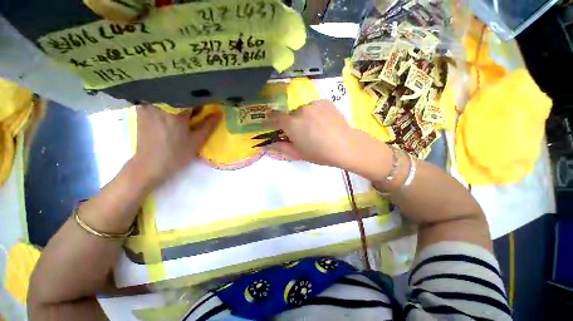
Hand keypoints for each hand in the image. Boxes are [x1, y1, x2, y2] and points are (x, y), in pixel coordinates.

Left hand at [131, 104, 219, 187]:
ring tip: (185, 113)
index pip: (192, 97)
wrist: (149, 166)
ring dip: (179, 102)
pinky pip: (158, 101)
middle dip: (190, 101)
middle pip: (179, 95)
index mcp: (175, 111)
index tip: (208, 107)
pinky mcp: (142, 110)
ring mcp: (148, 106)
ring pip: (169, 97)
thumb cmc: (176, 154)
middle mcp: (159, 104)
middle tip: (197, 112)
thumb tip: (219, 113)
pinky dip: (167, 104)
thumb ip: (209, 125)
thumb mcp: (197, 141)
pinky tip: (171, 114)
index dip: (202, 101)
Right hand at [269, 100, 359, 168]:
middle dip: (292, 123)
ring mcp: (313, 104)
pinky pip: (314, 107)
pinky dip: (315, 113)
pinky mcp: (325, 102)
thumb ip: (282, 147)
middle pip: (291, 115)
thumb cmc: (320, 153)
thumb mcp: (298, 154)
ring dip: (304, 117)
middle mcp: (300, 110)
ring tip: (316, 128)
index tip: (273, 124)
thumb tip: (268, 145)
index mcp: (291, 124)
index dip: (272, 121)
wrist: (346, 146)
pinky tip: (324, 122)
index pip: (275, 118)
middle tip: (302, 133)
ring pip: (303, 110)